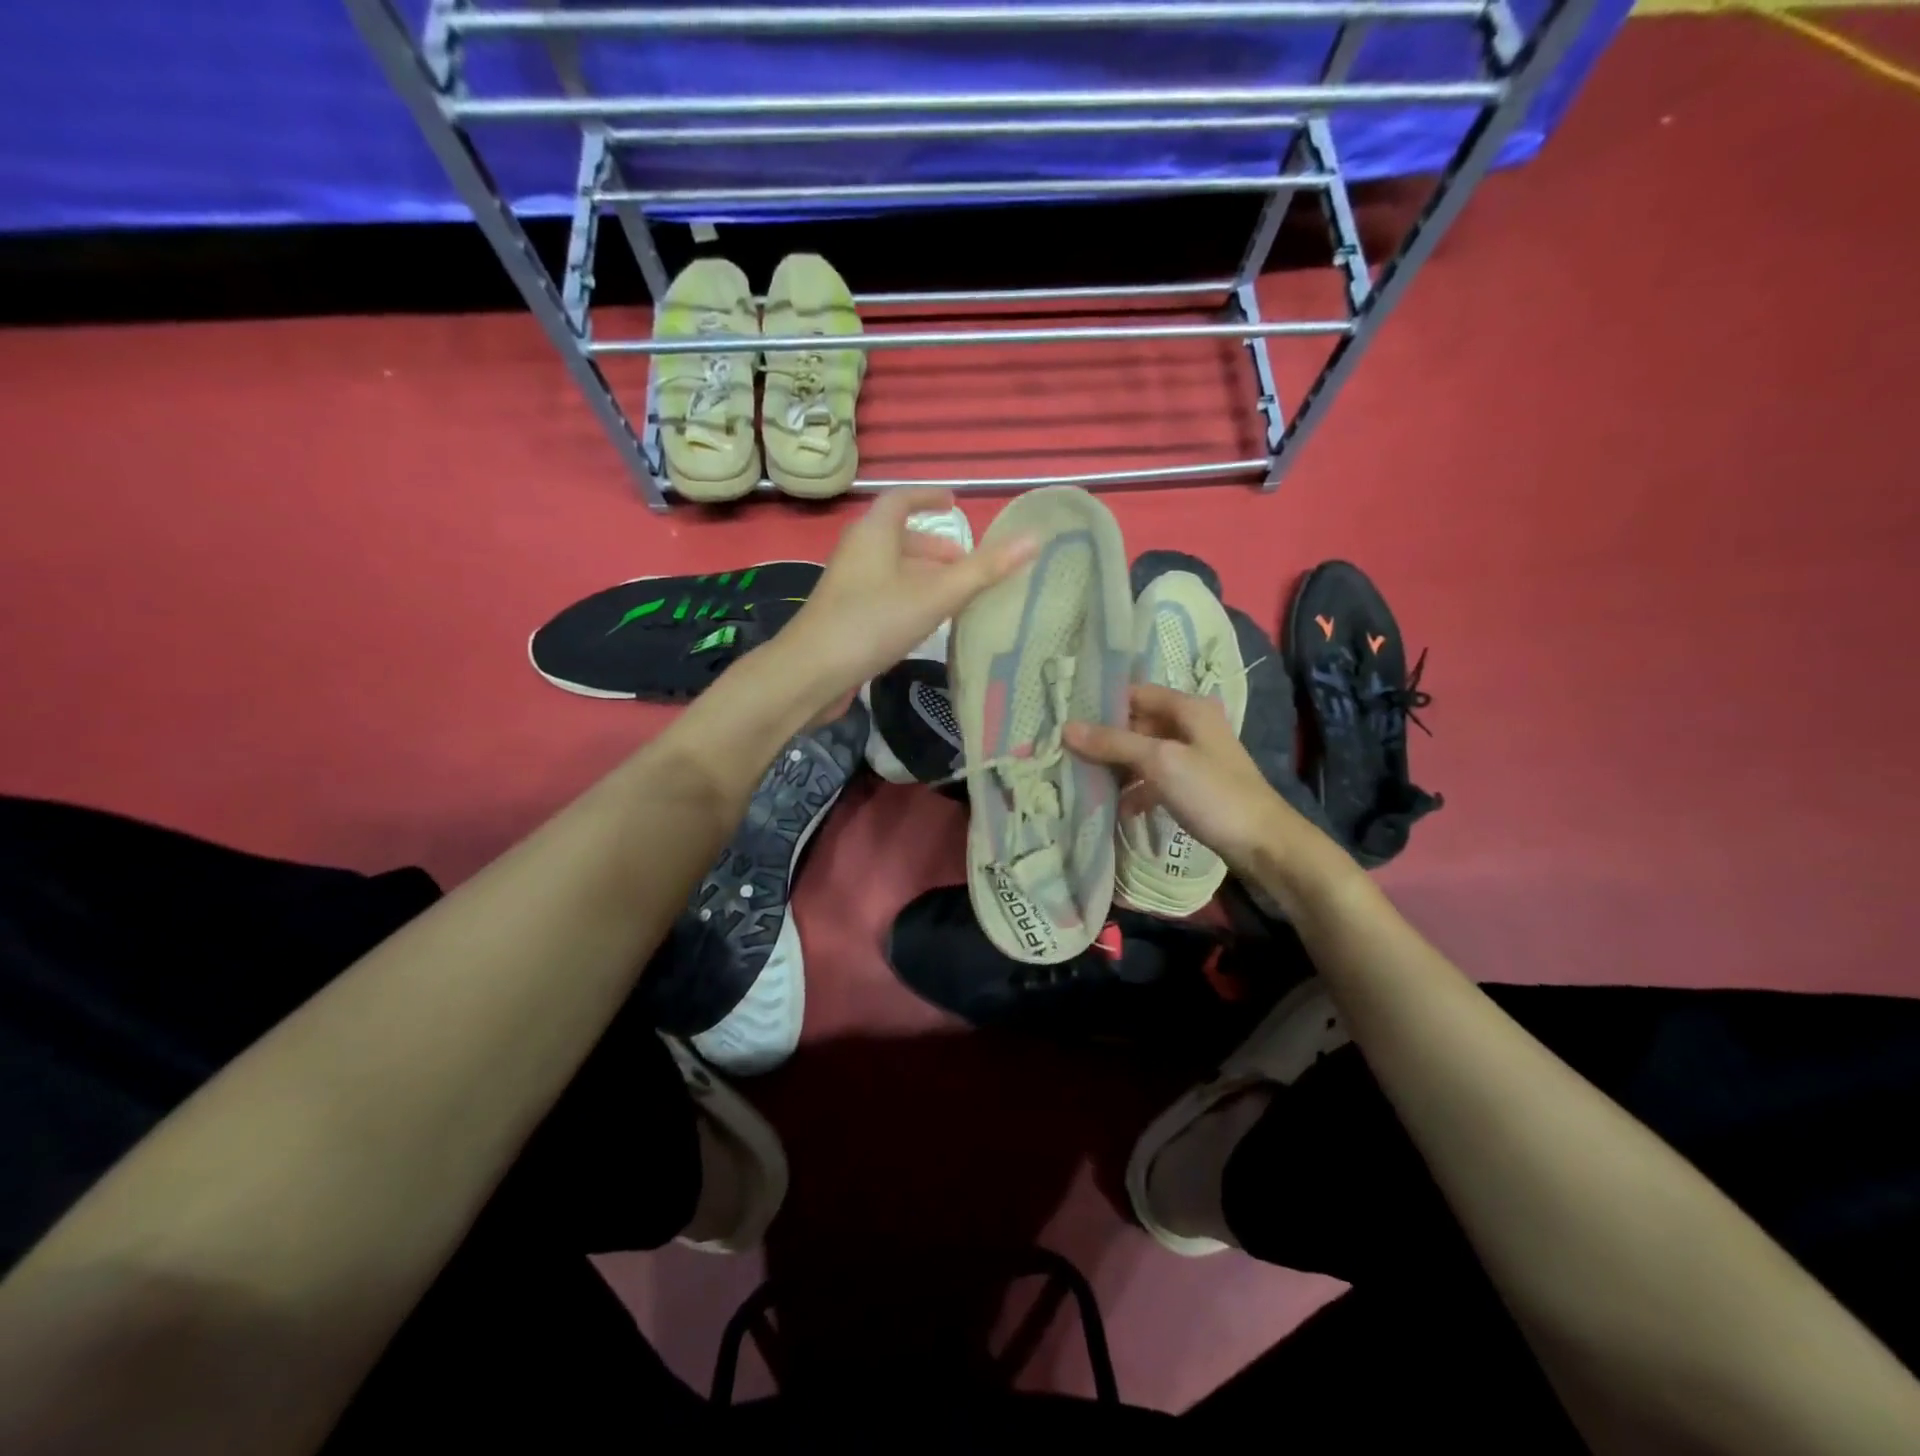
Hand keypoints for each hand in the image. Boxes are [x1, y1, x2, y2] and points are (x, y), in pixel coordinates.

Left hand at [780, 489, 1033, 703]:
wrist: (810, 673)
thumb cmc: (872, 623)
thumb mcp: (935, 596)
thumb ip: (983, 571)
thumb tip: (1033, 539)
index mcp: (874, 533)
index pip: (902, 499)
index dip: (929, 498)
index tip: (954, 504)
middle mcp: (858, 551)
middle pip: (898, 538)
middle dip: (934, 547)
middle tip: (966, 564)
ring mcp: (848, 585)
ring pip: (891, 569)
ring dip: (922, 576)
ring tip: (954, 595)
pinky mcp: (844, 615)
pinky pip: (883, 594)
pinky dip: (909, 598)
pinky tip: (924, 624)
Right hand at [1064, 683, 1314, 872]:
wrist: (1264, 844)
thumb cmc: (1213, 794)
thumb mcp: (1160, 762)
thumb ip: (1113, 743)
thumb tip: (1066, 728)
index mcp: (1188, 707)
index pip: (1133, 693)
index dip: (1100, 705)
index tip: (1065, 721)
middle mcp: (1191, 725)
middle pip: (1136, 724)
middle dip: (1104, 740)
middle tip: (1067, 755)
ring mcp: (1193, 756)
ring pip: (1143, 753)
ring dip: (1118, 768)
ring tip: (1085, 783)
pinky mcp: (1194, 785)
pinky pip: (1155, 779)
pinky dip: (1137, 790)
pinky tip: (1120, 810)